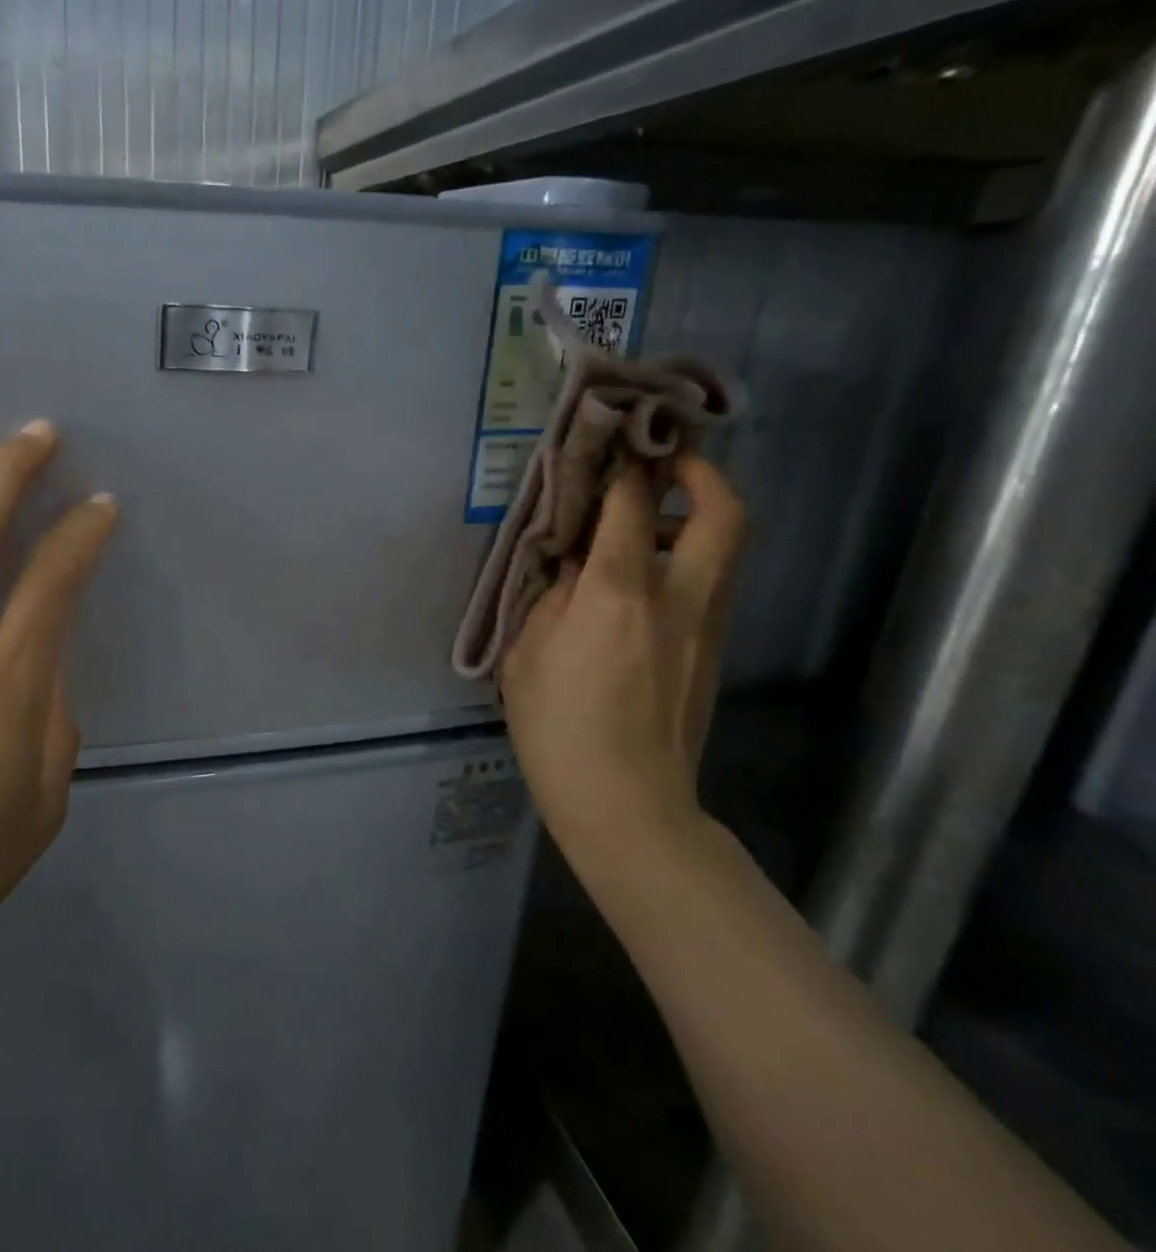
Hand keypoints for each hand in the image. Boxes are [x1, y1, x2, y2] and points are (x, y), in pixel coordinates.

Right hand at [498, 455, 744, 861]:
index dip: (624, 469)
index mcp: (618, 594)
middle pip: (722, 515)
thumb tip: (572, 566)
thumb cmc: (558, 728)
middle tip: (669, 462)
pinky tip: (640, 583)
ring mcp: (705, 627)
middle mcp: (676, 598)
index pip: (632, 507)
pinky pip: (710, 586)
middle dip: (702, 474)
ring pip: (724, 550)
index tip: (612, 448)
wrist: (627, 802)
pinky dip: (687, 561)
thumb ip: (551, 598)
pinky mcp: (711, 652)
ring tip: (645, 523)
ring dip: (696, 519)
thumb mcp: (527, 655)